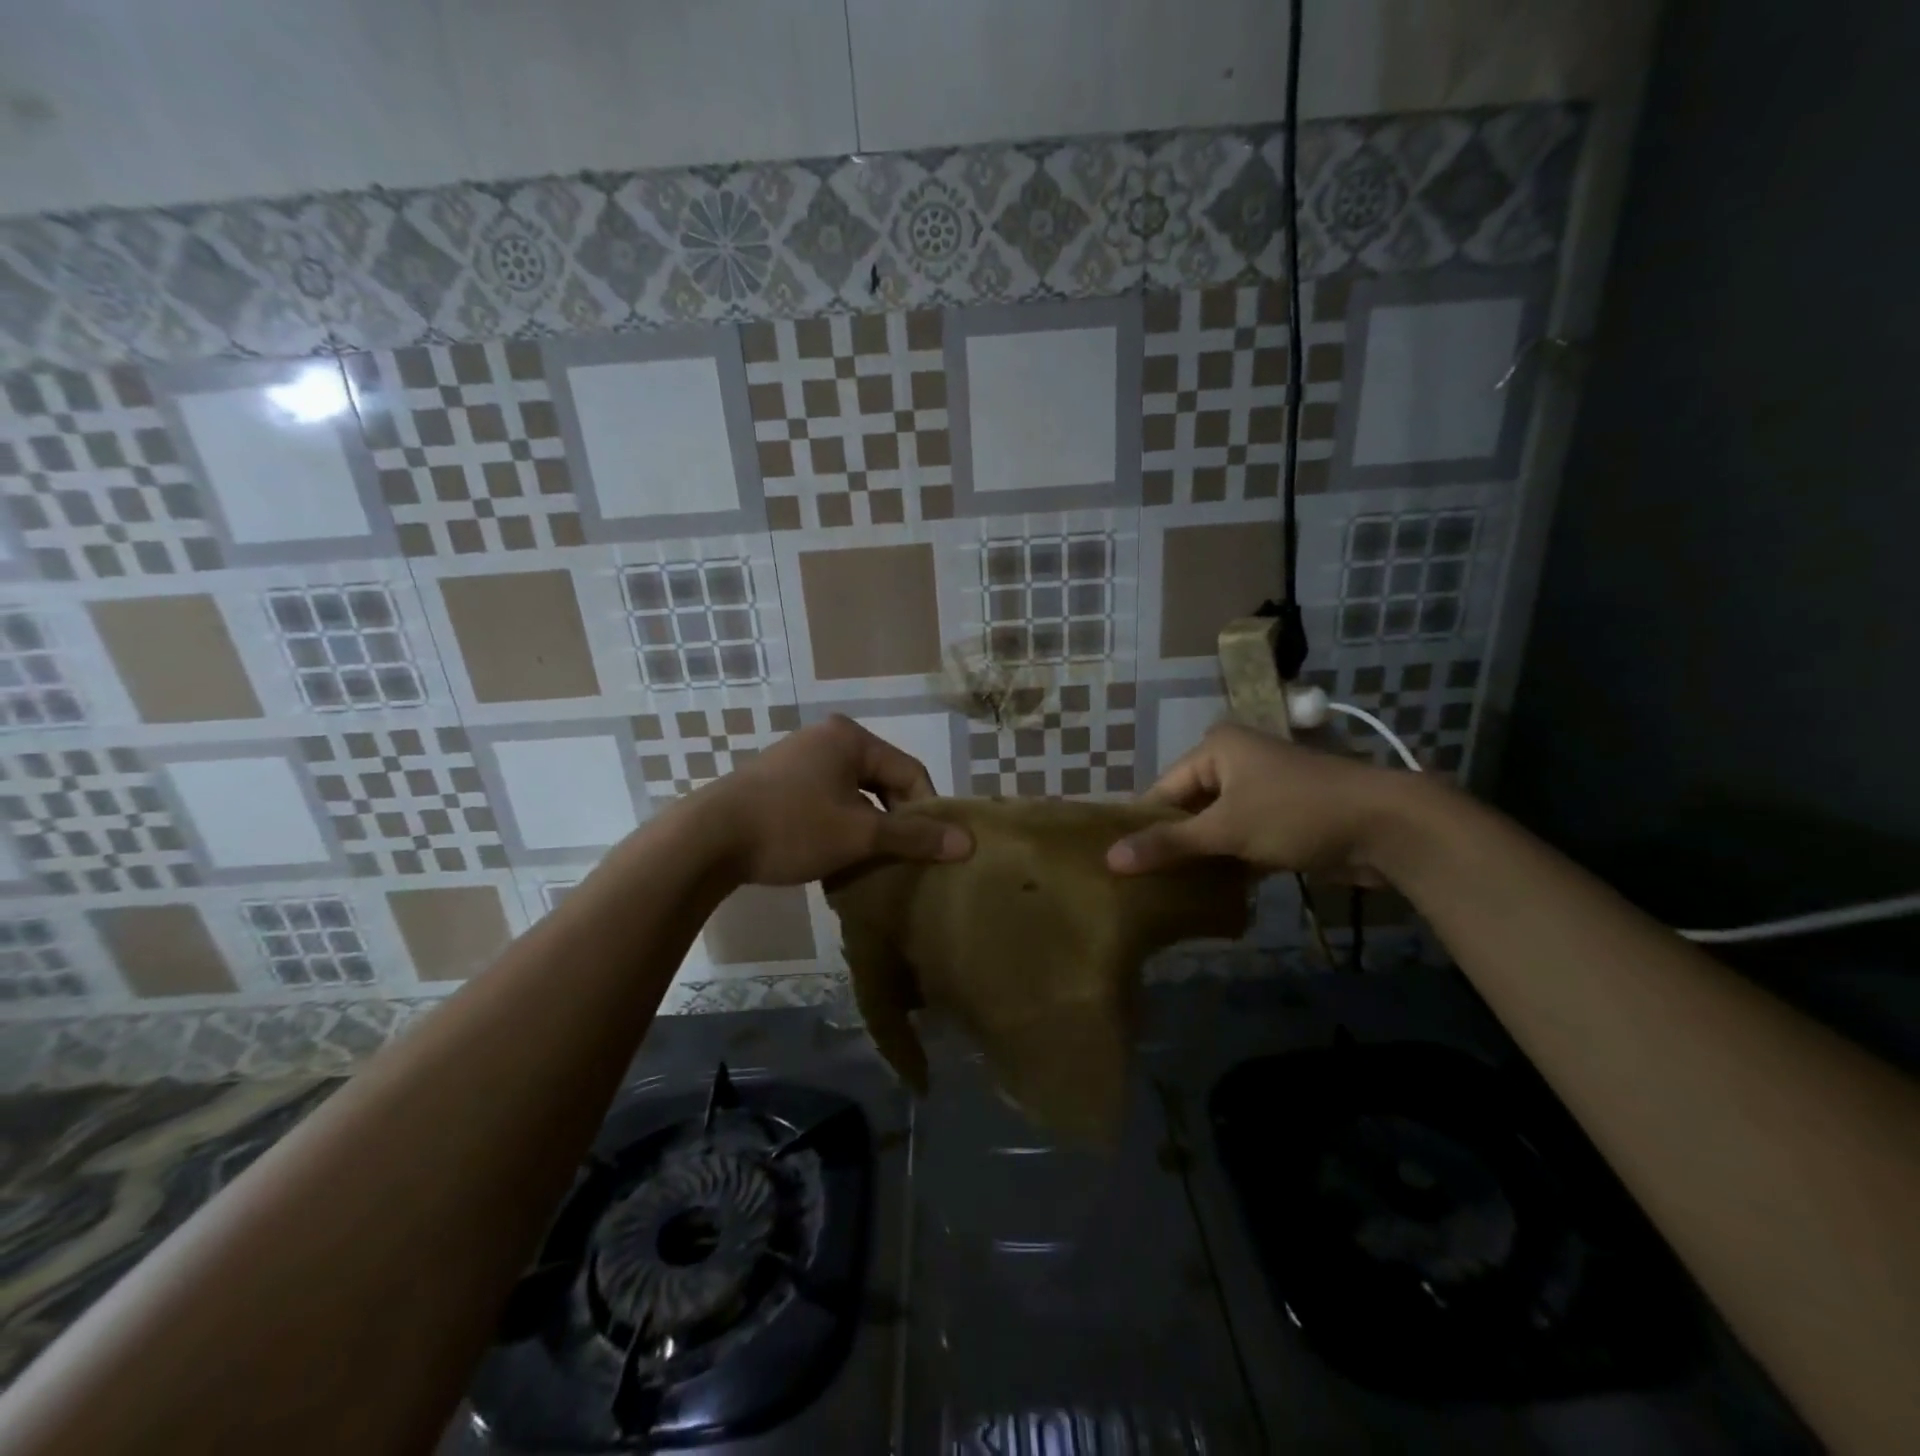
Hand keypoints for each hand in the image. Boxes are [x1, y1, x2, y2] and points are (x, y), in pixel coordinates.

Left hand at [691, 716, 971, 884]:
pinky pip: (826, 799)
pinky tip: (832, 855)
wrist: (706, 840)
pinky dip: (838, 825)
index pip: (910, 771)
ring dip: (866, 827)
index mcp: (851, 738)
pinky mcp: (777, 781)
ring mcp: (798, 758)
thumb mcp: (859, 835)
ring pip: (853, 793)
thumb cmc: (791, 828)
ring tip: (867, 861)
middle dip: (894, 820)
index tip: (927, 850)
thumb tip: (968, 843)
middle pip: (881, 780)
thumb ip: (914, 837)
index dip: (926, 811)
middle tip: (897, 858)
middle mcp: (826, 738)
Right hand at [1106, 723, 1413, 879]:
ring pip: (1215, 826)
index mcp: (1216, 748)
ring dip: (1200, 856)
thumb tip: (1109, 859)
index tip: (1122, 864)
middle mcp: (1235, 762)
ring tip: (1167, 892)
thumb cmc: (1295, 812)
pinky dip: (1228, 862)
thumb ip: (1169, 844)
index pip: (1163, 789)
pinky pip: (1241, 839)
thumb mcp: (1225, 829)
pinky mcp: (1283, 818)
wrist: (1386, 826)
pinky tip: (1207, 893)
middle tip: (1142, 883)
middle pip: (1188, 807)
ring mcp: (1261, 790)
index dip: (1144, 826)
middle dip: (1172, 843)